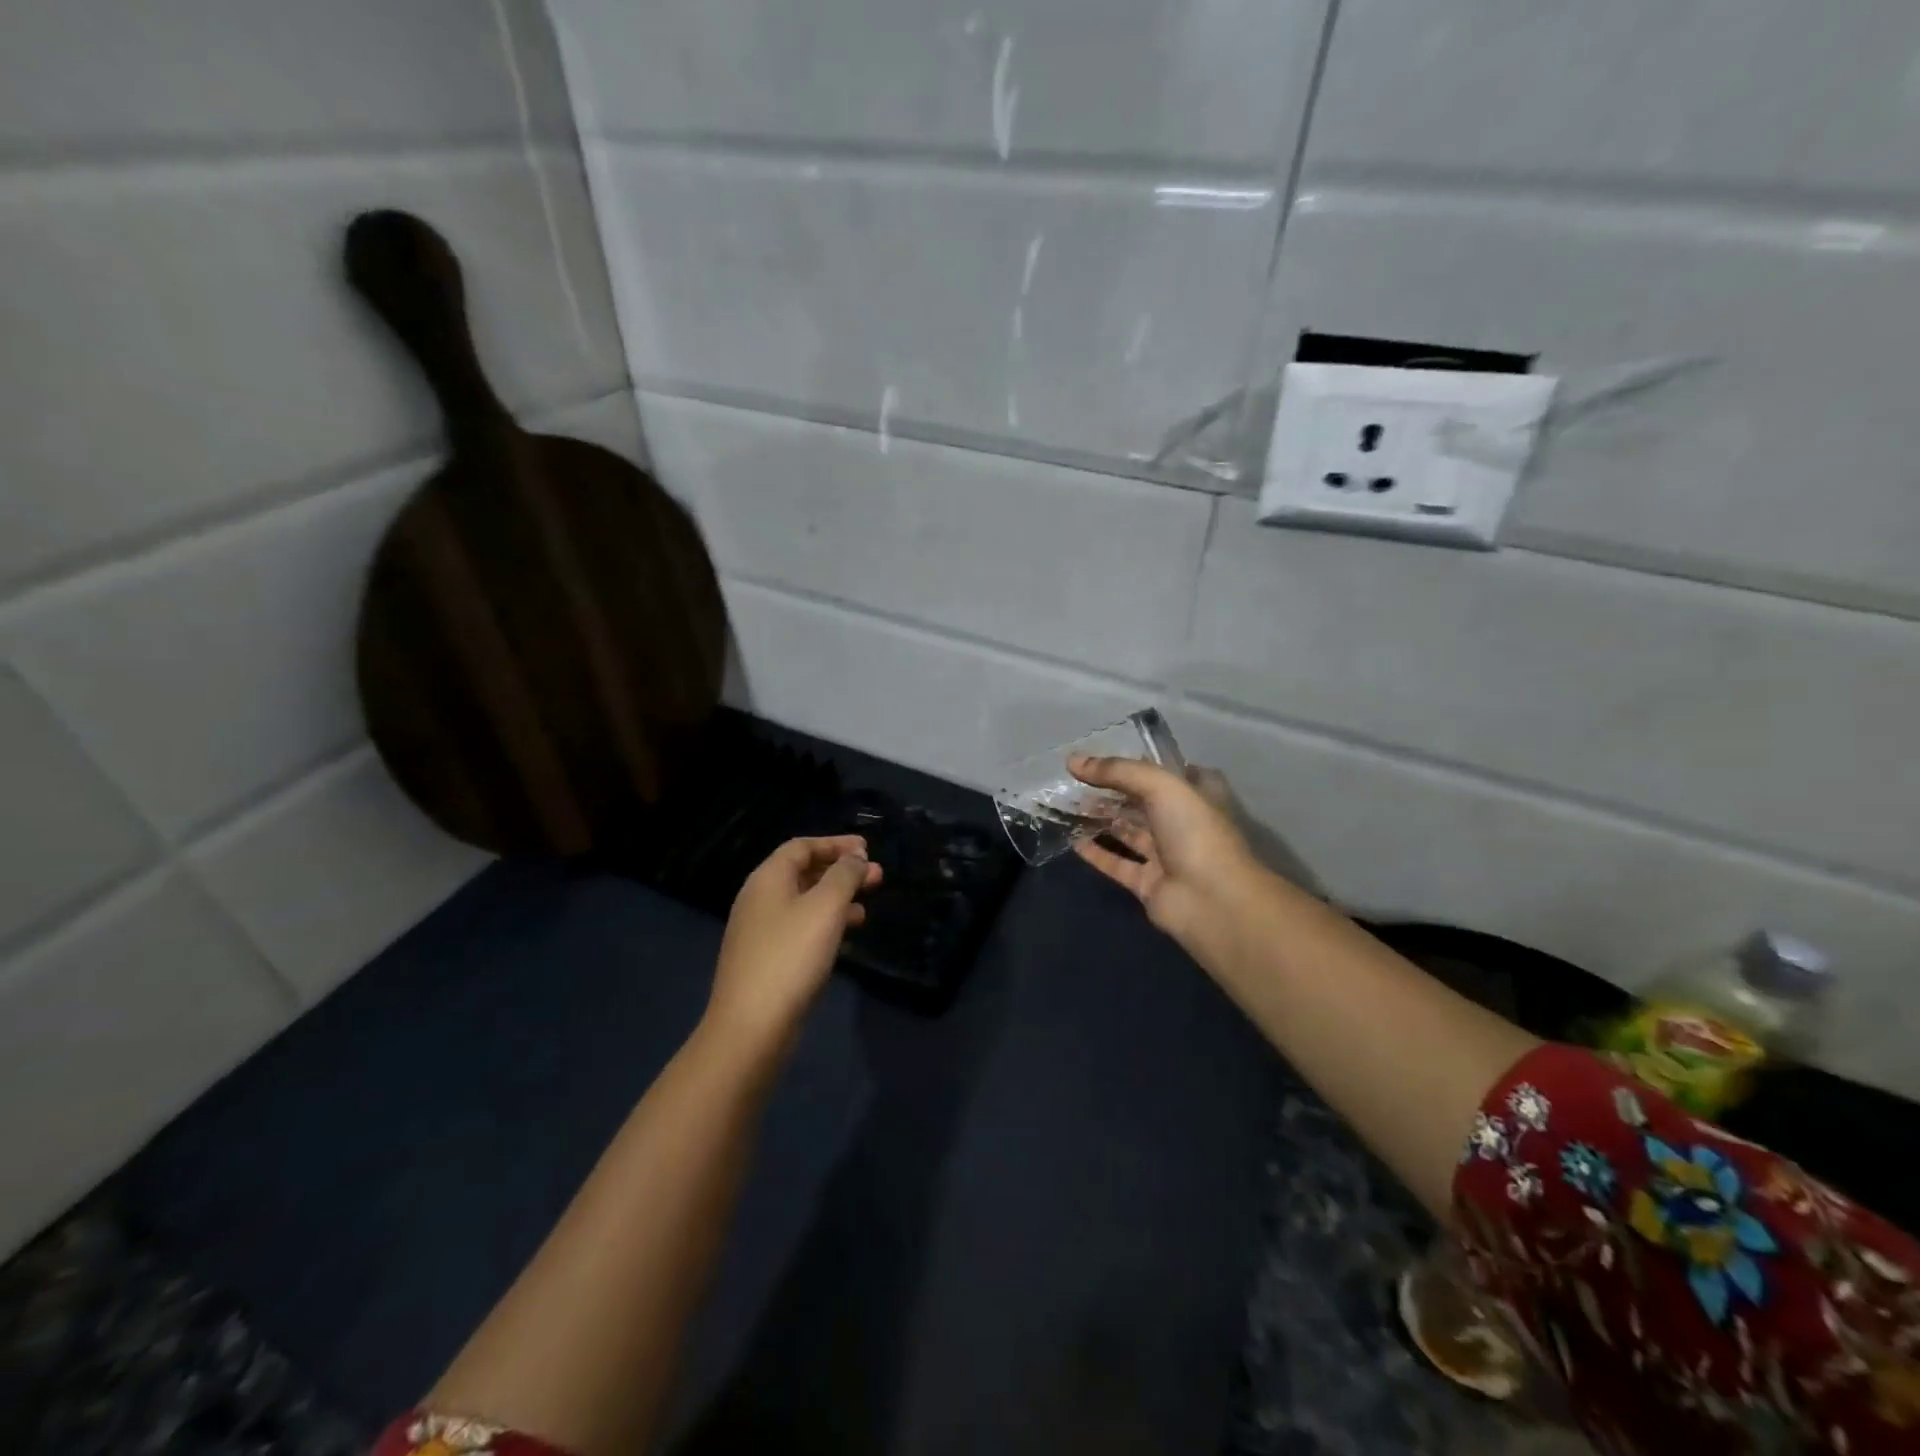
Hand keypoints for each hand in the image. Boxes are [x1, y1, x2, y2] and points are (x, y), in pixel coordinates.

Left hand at [706, 836, 880, 1052]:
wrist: (751, 1026)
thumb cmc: (791, 956)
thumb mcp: (826, 907)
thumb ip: (844, 875)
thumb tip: (855, 858)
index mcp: (767, 879)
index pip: (802, 846)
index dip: (835, 843)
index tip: (867, 849)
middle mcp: (759, 899)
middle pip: (803, 872)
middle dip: (841, 871)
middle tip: (877, 877)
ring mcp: (759, 931)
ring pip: (804, 902)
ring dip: (836, 899)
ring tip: (866, 908)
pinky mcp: (765, 959)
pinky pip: (800, 927)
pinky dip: (825, 924)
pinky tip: (845, 936)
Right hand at [1069, 756, 1260, 941]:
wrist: (1213, 901)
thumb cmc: (1195, 832)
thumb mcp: (1160, 786)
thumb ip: (1117, 771)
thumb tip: (1072, 760)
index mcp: (1198, 795)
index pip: (1167, 772)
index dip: (1139, 763)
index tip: (1105, 757)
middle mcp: (1183, 822)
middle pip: (1142, 802)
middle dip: (1112, 791)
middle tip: (1075, 780)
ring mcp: (1167, 855)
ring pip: (1128, 832)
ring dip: (1101, 819)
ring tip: (1069, 805)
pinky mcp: (1149, 883)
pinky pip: (1118, 864)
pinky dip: (1097, 853)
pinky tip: (1073, 841)